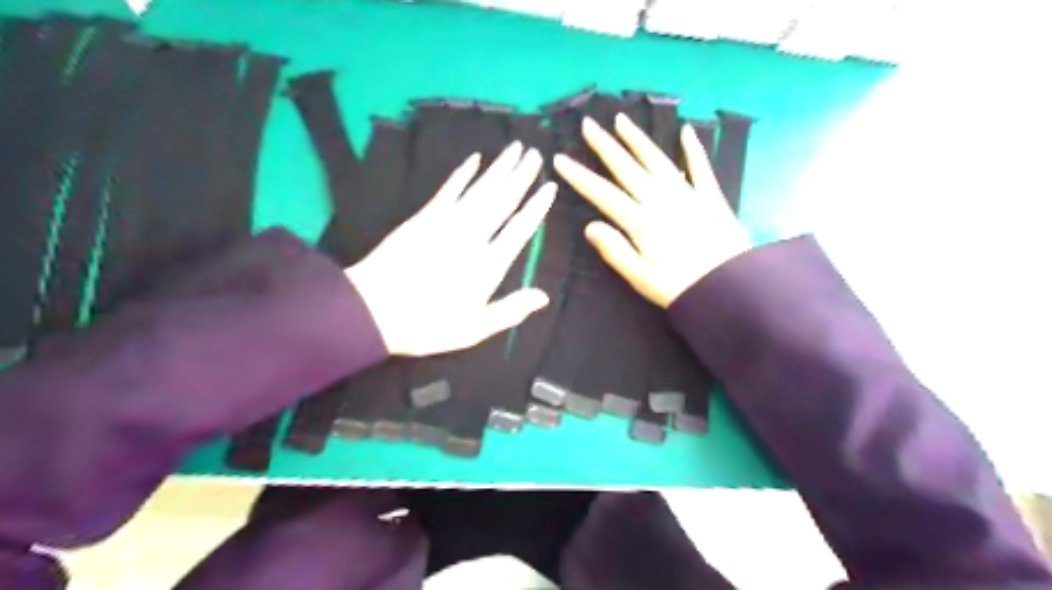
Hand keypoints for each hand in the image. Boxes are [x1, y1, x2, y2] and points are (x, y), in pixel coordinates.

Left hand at [346, 143, 557, 355]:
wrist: (373, 310)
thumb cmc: (428, 324)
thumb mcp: (473, 329)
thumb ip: (510, 310)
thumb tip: (544, 297)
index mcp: (488, 265)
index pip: (519, 229)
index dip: (536, 207)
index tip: (549, 188)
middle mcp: (472, 237)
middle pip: (502, 201)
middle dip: (521, 177)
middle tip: (536, 155)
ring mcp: (446, 223)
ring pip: (480, 190)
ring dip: (499, 168)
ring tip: (516, 149)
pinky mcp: (424, 217)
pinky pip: (448, 190)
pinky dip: (463, 174)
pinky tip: (475, 159)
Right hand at [554, 113, 751, 308]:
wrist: (732, 287)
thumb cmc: (681, 288)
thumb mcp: (641, 277)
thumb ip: (615, 250)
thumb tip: (590, 226)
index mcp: (641, 222)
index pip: (603, 194)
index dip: (579, 176)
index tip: (560, 159)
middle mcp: (661, 200)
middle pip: (627, 168)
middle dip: (605, 146)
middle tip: (589, 124)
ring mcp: (688, 195)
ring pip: (657, 160)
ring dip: (638, 139)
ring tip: (622, 121)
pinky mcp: (712, 198)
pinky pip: (700, 168)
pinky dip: (693, 149)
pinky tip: (686, 131)